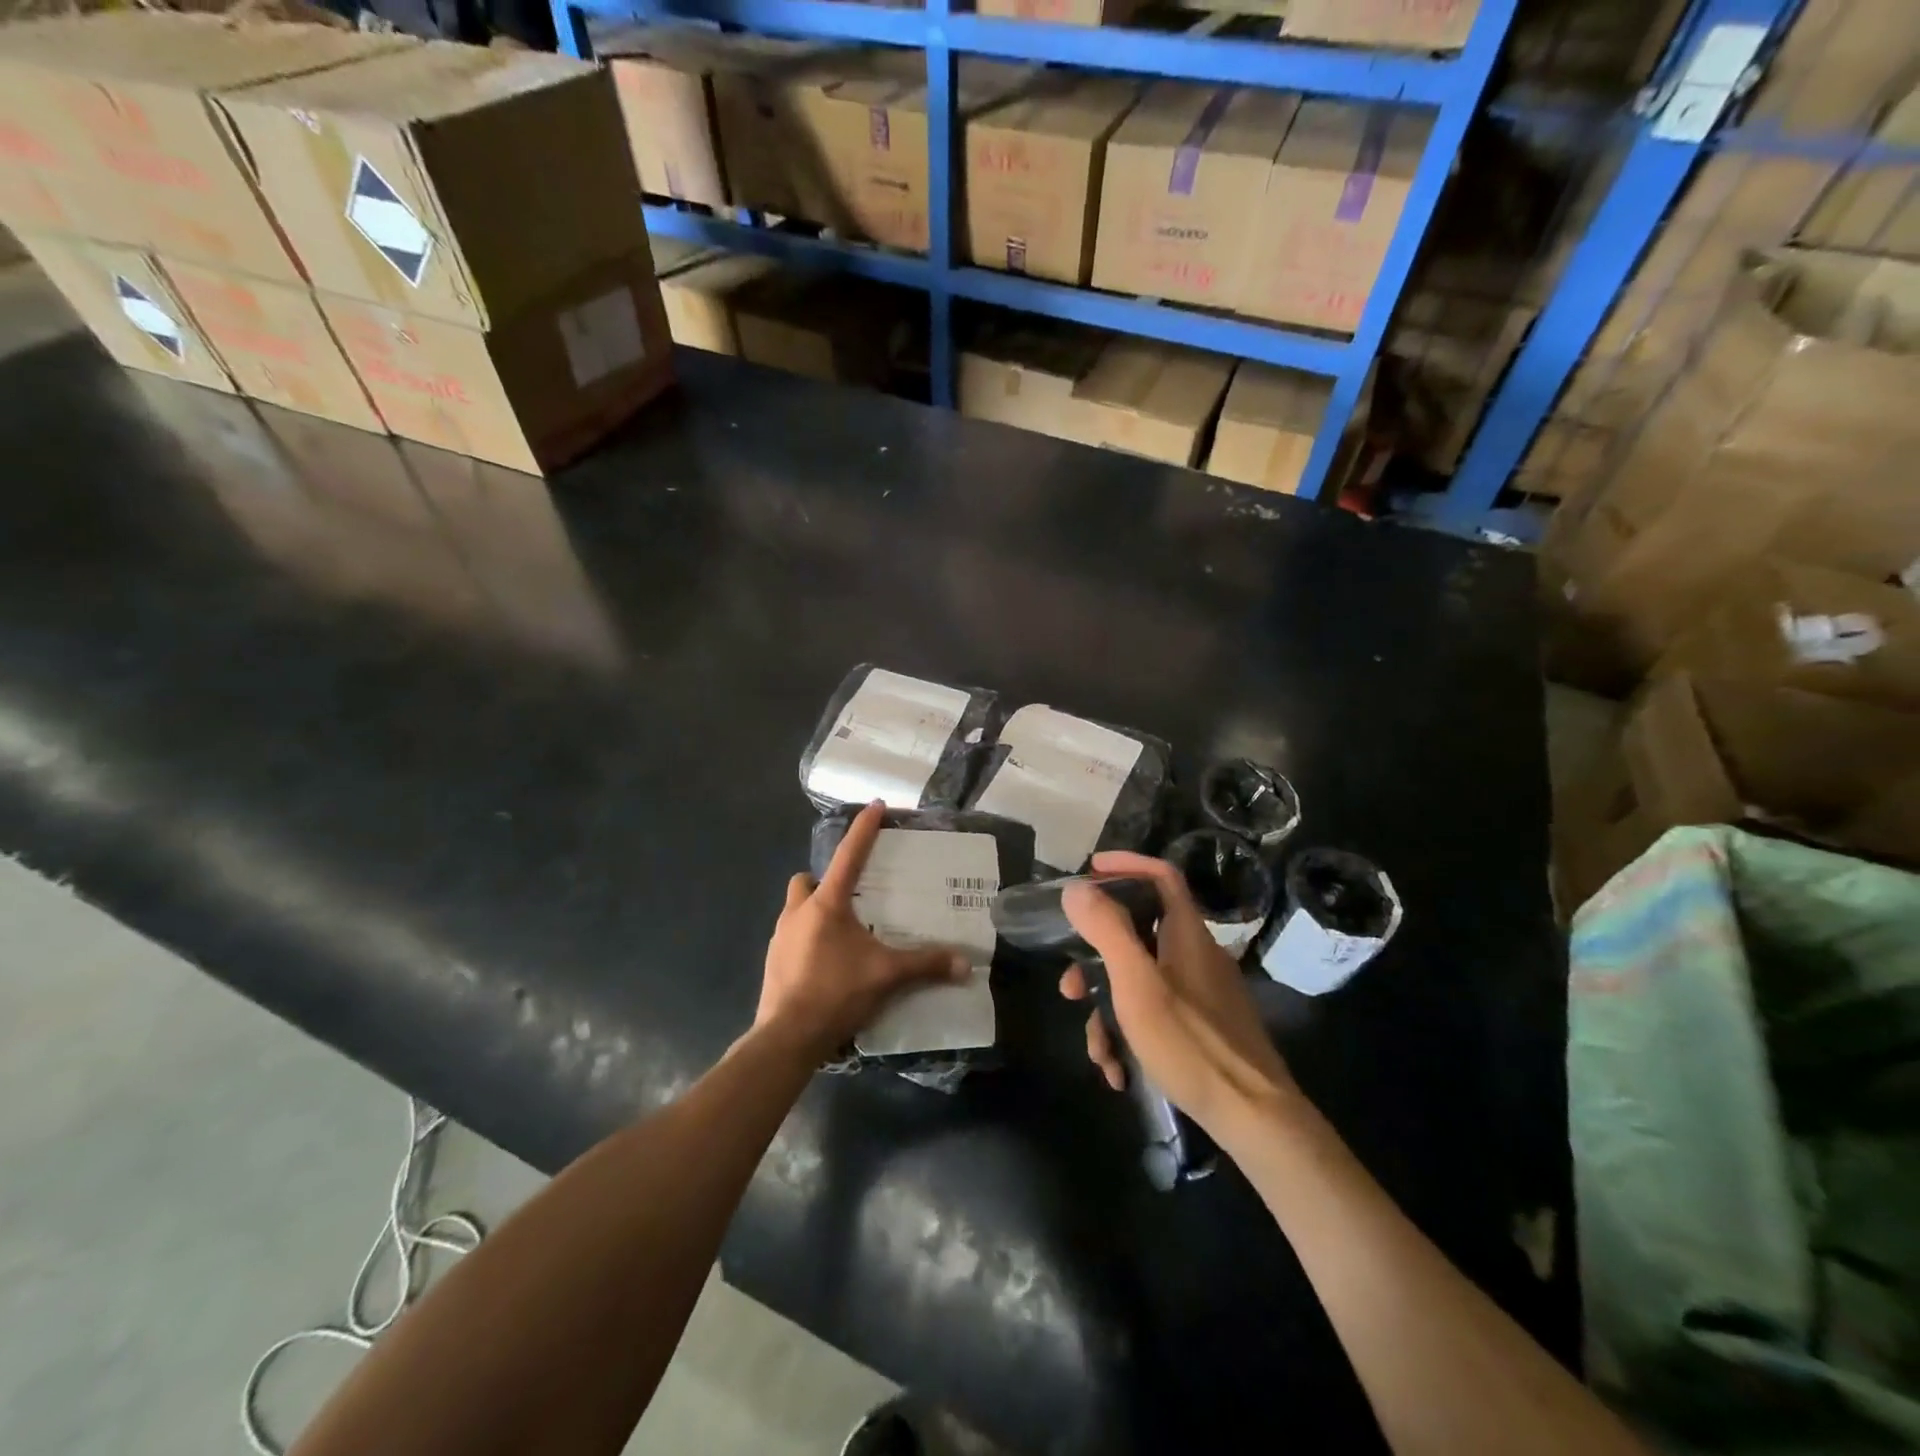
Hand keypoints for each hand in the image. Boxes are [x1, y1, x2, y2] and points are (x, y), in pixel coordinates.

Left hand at [758, 801, 970, 1060]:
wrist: (787, 1037)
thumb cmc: (836, 993)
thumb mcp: (887, 975)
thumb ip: (926, 965)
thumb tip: (965, 964)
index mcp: (826, 904)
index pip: (848, 855)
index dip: (863, 829)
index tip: (875, 806)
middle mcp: (798, 911)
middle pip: (808, 880)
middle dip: (825, 881)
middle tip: (852, 897)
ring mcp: (780, 937)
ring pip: (796, 908)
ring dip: (815, 911)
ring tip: (843, 932)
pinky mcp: (773, 961)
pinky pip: (791, 936)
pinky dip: (808, 939)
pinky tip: (827, 960)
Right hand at [1061, 851, 1299, 1149]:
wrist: (1254, 1117)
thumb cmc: (1191, 1042)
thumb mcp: (1137, 983)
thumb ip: (1106, 931)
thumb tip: (1077, 889)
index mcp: (1187, 935)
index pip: (1161, 876)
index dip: (1127, 864)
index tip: (1090, 870)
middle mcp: (1196, 956)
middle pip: (1138, 935)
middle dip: (1096, 962)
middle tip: (1069, 987)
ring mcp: (1202, 994)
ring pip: (1140, 983)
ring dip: (1108, 1012)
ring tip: (1098, 1052)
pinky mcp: (1203, 1028)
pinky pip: (1156, 1015)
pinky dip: (1131, 1035)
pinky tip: (1120, 1071)